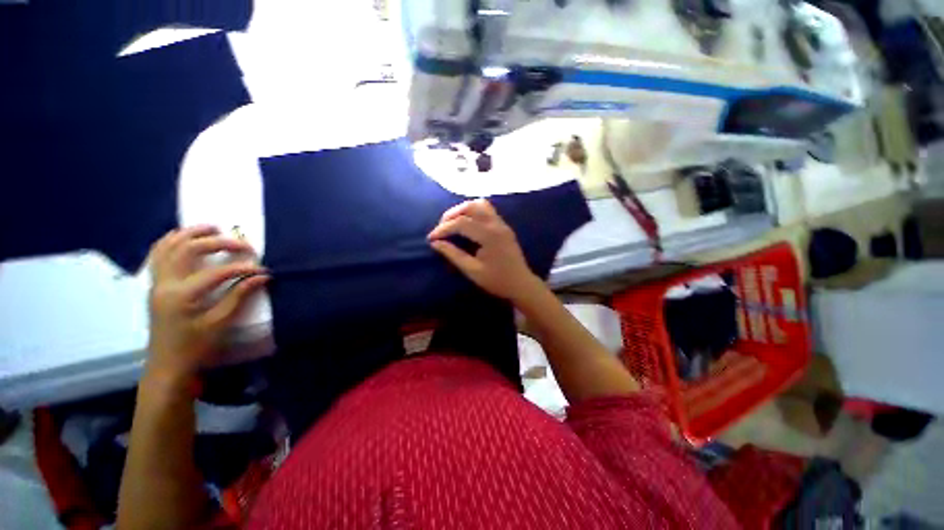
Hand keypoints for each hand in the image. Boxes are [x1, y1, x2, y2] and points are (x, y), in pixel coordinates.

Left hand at [146, 226, 268, 384]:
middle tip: (241, 243)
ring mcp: (156, 283)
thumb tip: (262, 277)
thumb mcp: (220, 324)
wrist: (167, 365)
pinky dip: (170, 241)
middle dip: (217, 242)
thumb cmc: (195, 347)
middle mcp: (165, 284)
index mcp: (181, 296)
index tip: (262, 269)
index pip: (216, 273)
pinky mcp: (156, 285)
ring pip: (167, 247)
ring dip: (189, 233)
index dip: (242, 268)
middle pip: (187, 249)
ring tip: (211, 227)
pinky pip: (158, 256)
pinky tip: (183, 237)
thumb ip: (239, 296)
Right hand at [428, 199, 543, 302]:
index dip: (443, 229)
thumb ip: (453, 255)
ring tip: (452, 223)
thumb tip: (435, 243)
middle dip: (451, 214)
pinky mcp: (503, 226)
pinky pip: (487, 209)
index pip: (461, 223)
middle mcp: (496, 224)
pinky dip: (473, 211)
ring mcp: (502, 223)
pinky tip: (467, 223)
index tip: (431, 238)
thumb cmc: (497, 281)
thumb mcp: (472, 271)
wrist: (521, 284)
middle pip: (470, 207)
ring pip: (480, 204)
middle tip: (441, 228)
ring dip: (463, 210)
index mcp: (489, 236)